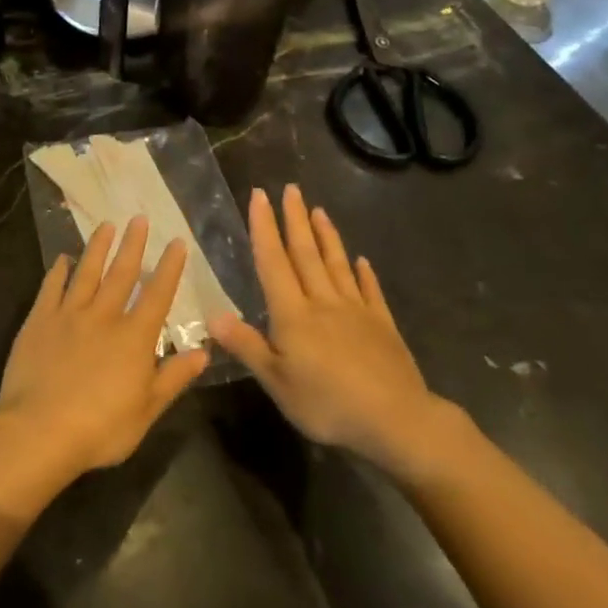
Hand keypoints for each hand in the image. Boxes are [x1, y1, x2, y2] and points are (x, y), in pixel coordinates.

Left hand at [0, 217, 208, 477]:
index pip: (157, 294)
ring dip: (98, 248)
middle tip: (138, 218)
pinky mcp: (39, 321)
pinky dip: (58, 271)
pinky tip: (62, 259)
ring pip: (86, 273)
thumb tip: (203, 351)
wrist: (39, 430)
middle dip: (133, 245)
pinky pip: (50, 288)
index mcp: (134, 337)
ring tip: (106, 225)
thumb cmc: (101, 428)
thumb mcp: (148, 410)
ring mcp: (68, 315)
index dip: (169, 267)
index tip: (176, 242)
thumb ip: (173, 378)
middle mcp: (104, 316)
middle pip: (121, 273)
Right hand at [213, 186, 461, 482]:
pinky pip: (370, 291)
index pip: (273, 262)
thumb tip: (212, 314)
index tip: (259, 196)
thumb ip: (247, 346)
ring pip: (337, 264)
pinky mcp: (382, 324)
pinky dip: (364, 273)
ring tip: (319, 210)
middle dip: (295, 219)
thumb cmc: (328, 404)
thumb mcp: (277, 382)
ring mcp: (356, 310)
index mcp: (294, 315)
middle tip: (290, 188)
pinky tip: (362, 260)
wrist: (395, 419)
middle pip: (306, 254)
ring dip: (326, 236)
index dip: (264, 228)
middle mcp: (323, 302)